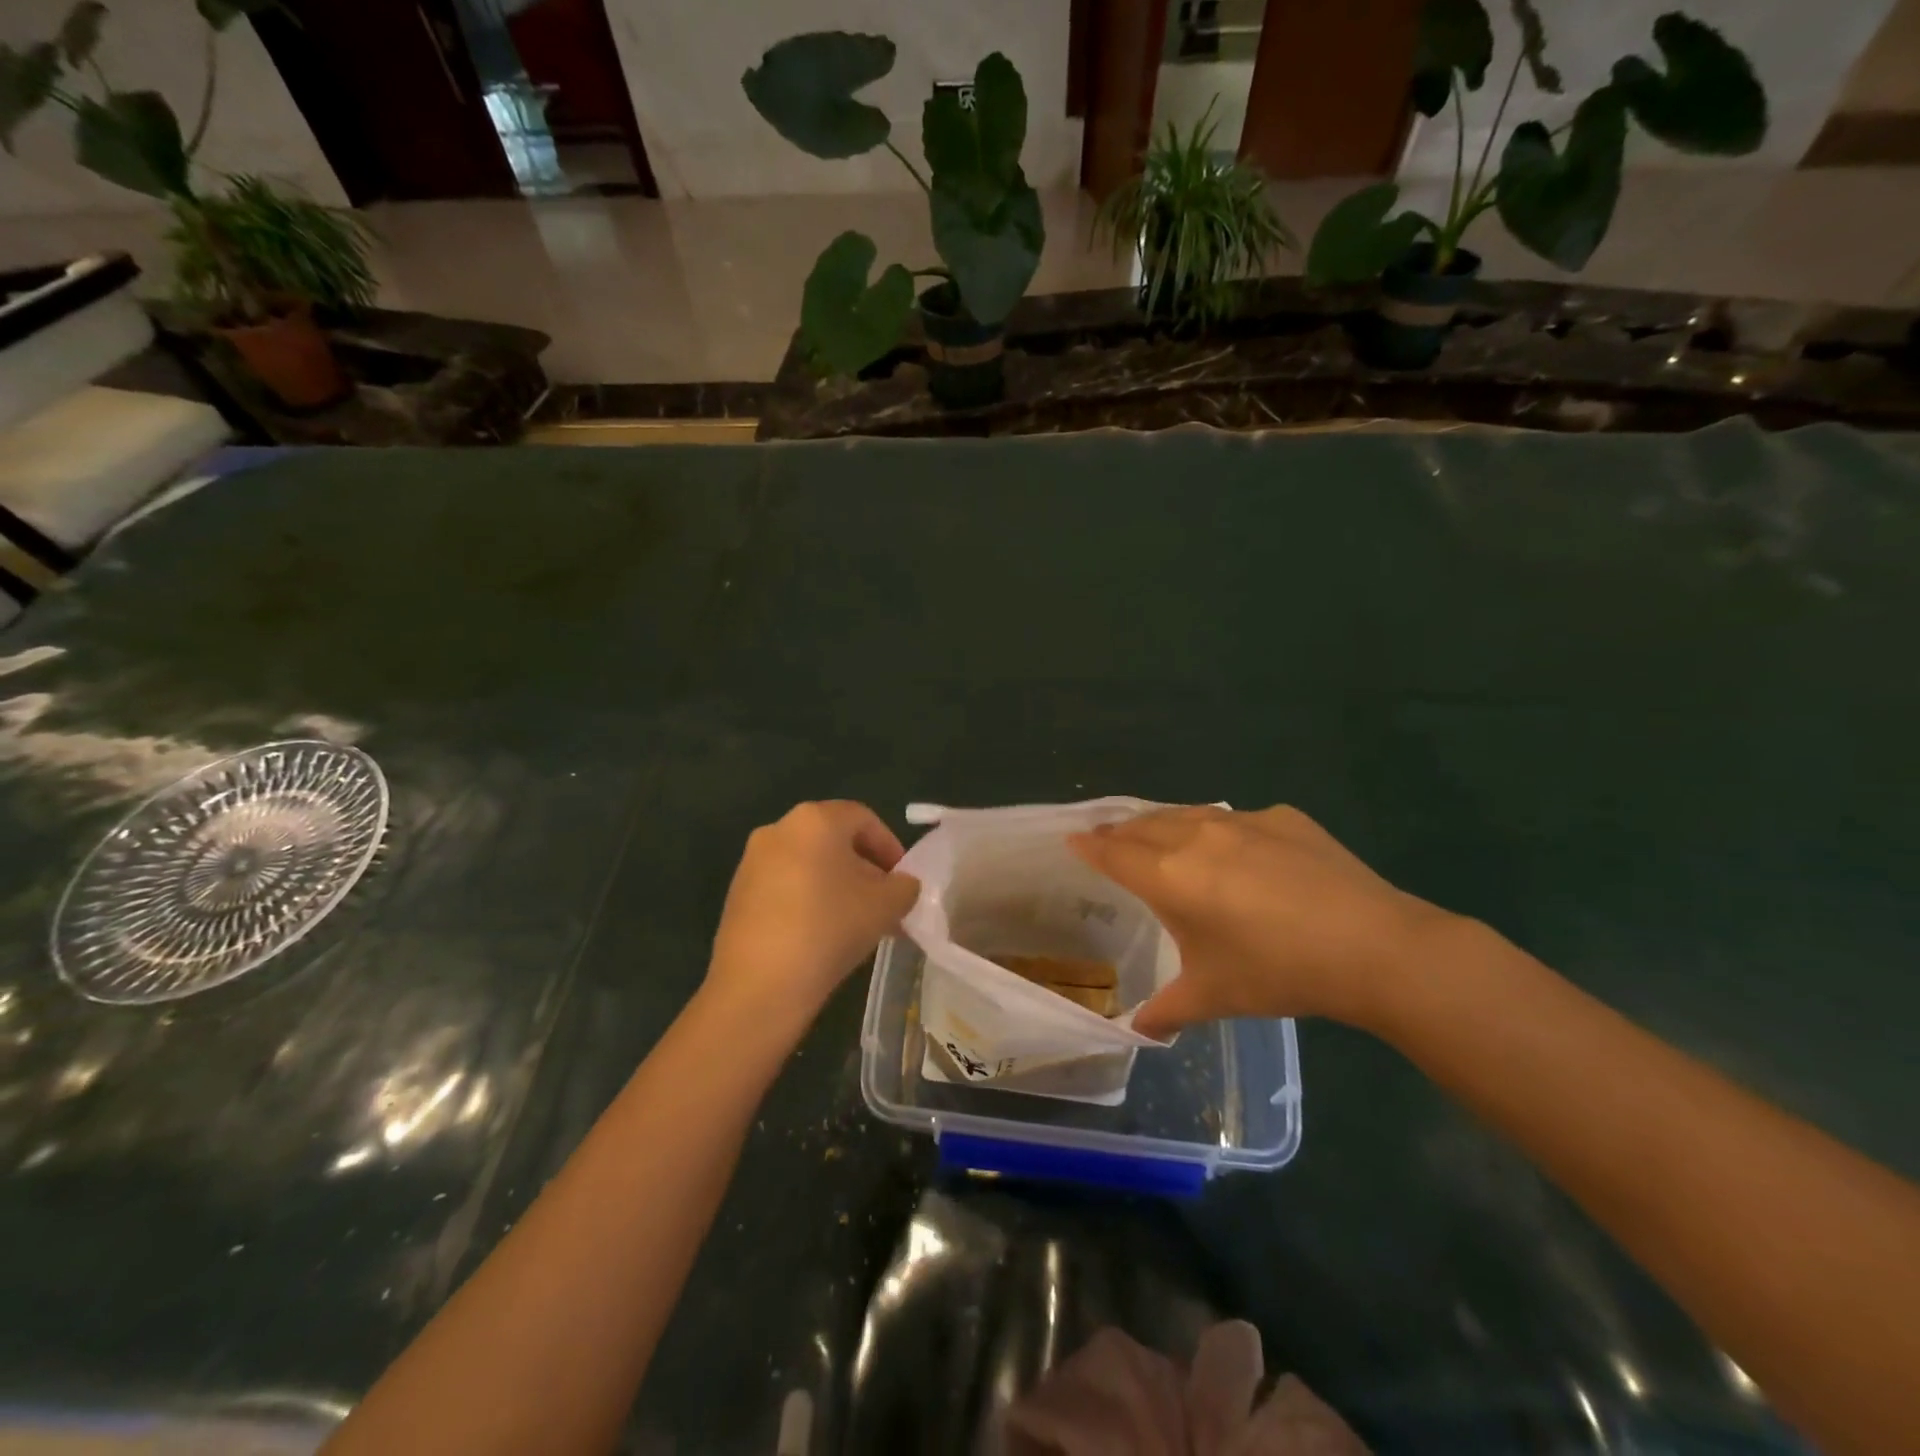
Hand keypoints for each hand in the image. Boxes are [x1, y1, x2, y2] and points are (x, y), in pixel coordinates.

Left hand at [706, 801, 920, 1027]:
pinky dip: (808, 899)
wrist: (759, 984)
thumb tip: (902, 885)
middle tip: (884, 903)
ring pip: (809, 864)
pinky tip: (822, 934)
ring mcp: (752, 861)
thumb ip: (904, 887)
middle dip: (864, 869)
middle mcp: (779, 829)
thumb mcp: (886, 906)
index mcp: (815, 820)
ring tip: (857, 923)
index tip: (903, 880)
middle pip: (834, 840)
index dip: (890, 846)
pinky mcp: (737, 893)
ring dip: (837, 886)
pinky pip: (784, 885)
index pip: (863, 819)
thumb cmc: (830, 928)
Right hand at [1069, 806, 1454, 1037]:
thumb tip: (1138, 1031)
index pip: (1113, 852)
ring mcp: (1242, 821)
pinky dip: (1215, 828)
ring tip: (1156, 835)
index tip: (1072, 839)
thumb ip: (1166, 1011)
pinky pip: (1233, 819)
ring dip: (1162, 823)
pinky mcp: (1282, 819)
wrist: (1373, 947)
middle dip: (1120, 831)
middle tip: (1107, 838)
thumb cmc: (1278, 973)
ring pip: (1185, 813)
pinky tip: (1233, 850)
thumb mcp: (1214, 997)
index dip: (1089, 846)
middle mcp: (1196, 837)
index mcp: (1169, 876)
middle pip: (1143, 825)